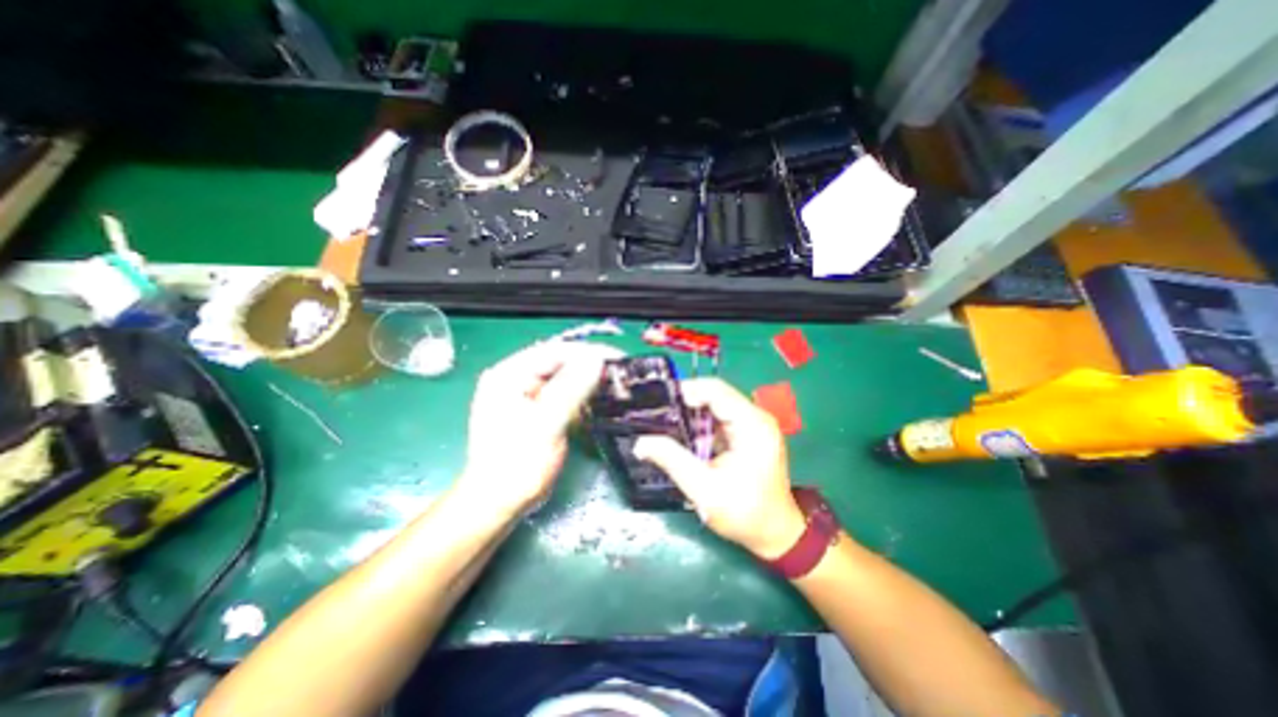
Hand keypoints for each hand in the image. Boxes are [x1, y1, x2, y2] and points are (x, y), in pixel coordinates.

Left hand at [459, 339, 619, 513]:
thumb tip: (597, 359)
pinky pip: (562, 393)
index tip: (617, 358)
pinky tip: (598, 399)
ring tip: (615, 384)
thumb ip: (571, 389)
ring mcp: (523, 394)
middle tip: (620, 372)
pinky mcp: (534, 409)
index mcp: (509, 375)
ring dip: (588, 380)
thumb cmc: (517, 466)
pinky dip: (581, 395)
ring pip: (562, 377)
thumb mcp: (546, 425)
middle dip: (590, 366)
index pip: (554, 351)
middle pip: (559, 361)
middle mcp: (514, 378)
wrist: (498, 503)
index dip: (588, 352)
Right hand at [634, 381, 801, 560]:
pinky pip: (719, 417)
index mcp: (752, 424)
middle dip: (685, 403)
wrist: (774, 533)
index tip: (659, 404)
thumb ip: (672, 460)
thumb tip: (641, 443)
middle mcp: (756, 416)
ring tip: (666, 425)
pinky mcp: (749, 432)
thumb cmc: (745, 513)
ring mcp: (754, 423)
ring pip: (715, 405)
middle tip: (658, 415)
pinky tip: (685, 437)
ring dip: (691, 414)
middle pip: (715, 394)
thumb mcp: (704, 489)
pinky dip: (700, 424)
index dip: (685, 391)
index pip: (715, 390)